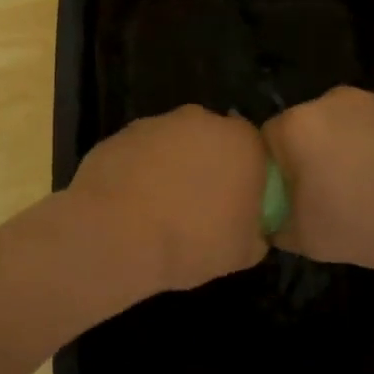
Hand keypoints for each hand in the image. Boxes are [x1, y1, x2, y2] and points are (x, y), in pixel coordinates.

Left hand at [68, 105, 269, 293]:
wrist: (116, 236)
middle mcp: (202, 121)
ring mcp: (157, 124)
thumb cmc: (192, 242)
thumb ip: (257, 233)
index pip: (254, 152)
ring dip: (171, 167)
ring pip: (173, 144)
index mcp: (242, 142)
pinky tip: (132, 205)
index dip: (246, 177)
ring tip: (160, 210)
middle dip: (208, 166)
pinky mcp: (120, 135)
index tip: (235, 206)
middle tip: (199, 206)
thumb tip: (253, 229)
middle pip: (212, 141)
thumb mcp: (242, 253)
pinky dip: (139, 172)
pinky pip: (140, 154)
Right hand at [261, 87, 373, 269]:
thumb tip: (274, 219)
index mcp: (298, 125)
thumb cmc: (370, 221)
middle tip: (329, 200)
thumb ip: (277, 226)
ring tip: (371, 193)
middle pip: (306, 131)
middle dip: (312, 160)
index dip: (275, 175)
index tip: (292, 202)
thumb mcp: (309, 240)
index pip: (266, 144)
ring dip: (348, 153)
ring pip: (345, 128)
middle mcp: (332, 100)